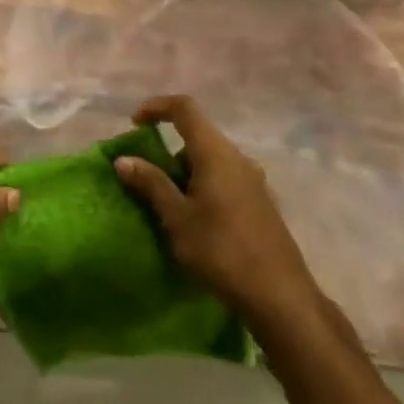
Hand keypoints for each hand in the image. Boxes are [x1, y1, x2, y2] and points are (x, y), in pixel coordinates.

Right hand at [112, 95, 318, 325]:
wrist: (279, 295)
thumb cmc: (221, 251)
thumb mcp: (177, 218)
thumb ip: (151, 184)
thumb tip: (124, 159)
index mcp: (216, 153)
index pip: (185, 108)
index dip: (157, 107)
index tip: (135, 124)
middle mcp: (238, 158)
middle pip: (197, 136)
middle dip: (168, 152)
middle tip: (146, 180)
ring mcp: (254, 180)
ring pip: (211, 160)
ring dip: (185, 173)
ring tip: (169, 208)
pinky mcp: (261, 202)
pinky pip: (225, 179)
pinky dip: (203, 186)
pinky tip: (197, 222)